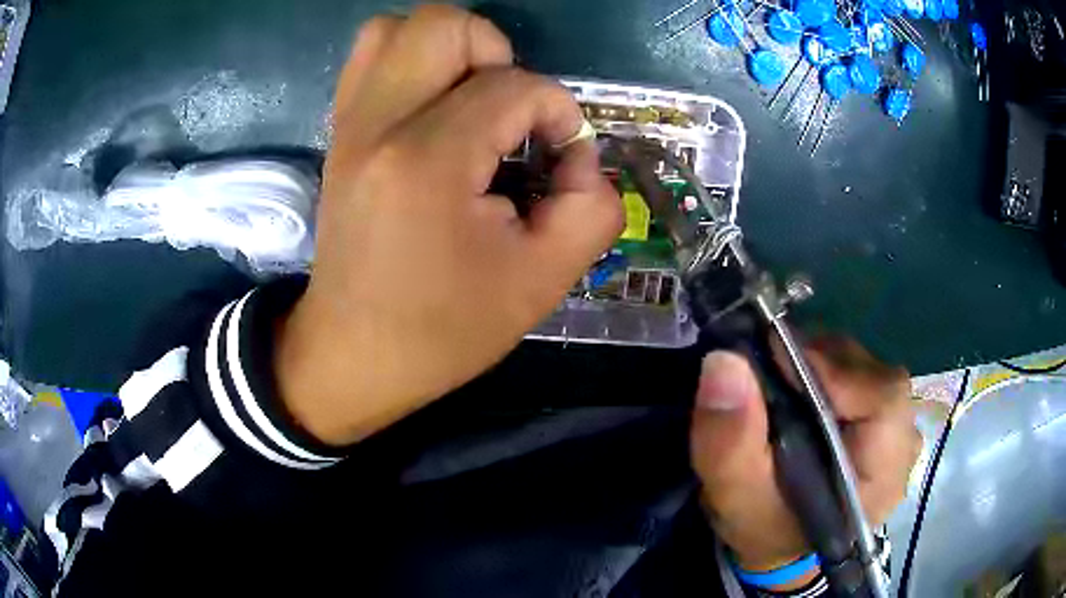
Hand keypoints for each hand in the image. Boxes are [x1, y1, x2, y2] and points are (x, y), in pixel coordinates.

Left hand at [275, 5, 622, 444]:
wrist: (353, 355)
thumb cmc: (443, 330)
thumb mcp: (542, 282)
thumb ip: (592, 208)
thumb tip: (580, 155)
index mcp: (427, 161)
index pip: (514, 86)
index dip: (559, 113)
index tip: (561, 159)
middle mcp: (378, 124)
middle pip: (443, 24)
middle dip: (497, 54)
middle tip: (508, 112)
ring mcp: (349, 124)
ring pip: (397, 29)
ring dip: (450, 50)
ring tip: (469, 102)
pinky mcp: (339, 133)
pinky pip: (370, 59)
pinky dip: (412, 63)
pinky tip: (434, 109)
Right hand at [690, 338, 919, 590]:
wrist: (778, 538)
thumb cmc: (761, 525)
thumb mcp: (734, 494)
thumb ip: (730, 440)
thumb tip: (725, 361)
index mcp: (881, 477)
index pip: (881, 399)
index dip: (834, 372)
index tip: (777, 359)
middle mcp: (902, 445)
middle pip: (874, 375)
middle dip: (821, 363)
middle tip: (771, 367)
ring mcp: (897, 427)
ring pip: (867, 367)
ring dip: (821, 363)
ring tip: (782, 378)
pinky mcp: (884, 416)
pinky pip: (861, 373)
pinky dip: (827, 368)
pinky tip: (801, 387)